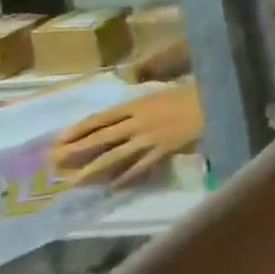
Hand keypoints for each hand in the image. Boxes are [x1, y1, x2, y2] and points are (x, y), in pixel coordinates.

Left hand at [49, 81, 203, 188]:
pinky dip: (126, 177)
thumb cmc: (197, 91)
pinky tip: (113, 187)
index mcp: (138, 104)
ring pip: (115, 156)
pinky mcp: (165, 150)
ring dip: (93, 169)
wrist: (220, 104)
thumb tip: (131, 101)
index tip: (58, 139)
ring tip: (74, 181)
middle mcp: (138, 122)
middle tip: (54, 162)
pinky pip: (141, 166)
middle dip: (76, 150)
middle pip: (100, 138)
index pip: (100, 118)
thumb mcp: (168, 86)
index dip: (77, 129)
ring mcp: (151, 138)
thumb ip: (147, 96)